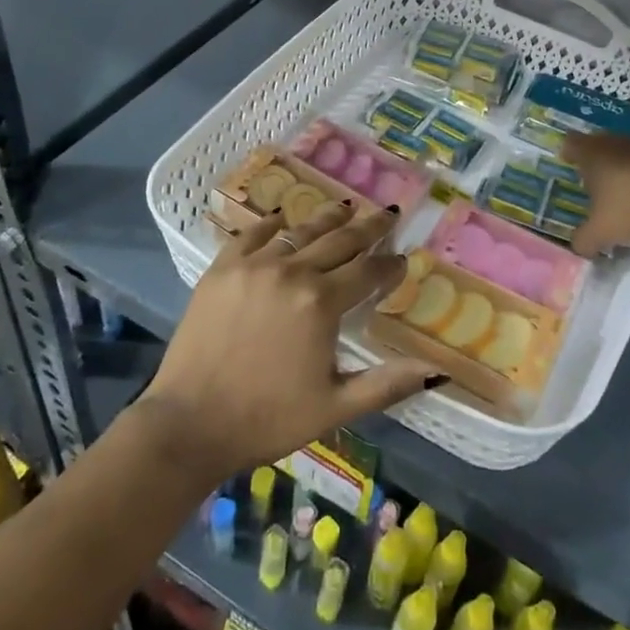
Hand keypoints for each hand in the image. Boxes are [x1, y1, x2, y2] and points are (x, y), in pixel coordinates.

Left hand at [138, 203, 442, 479]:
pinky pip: (251, 235)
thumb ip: (388, 383)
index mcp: (322, 303)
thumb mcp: (336, 407)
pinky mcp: (222, 269)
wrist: (190, 422)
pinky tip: (282, 216)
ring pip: (299, 233)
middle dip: (368, 227)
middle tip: (388, 212)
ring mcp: (253, 266)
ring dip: (326, 219)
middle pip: (339, 240)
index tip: (403, 258)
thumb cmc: (268, 419)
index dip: (389, 265)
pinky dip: (271, 224)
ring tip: (345, 207)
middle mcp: (291, 272)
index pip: (368, 272)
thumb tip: (440, 372)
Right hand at [561, 132, 629, 258]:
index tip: (567, 162)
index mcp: (595, 156)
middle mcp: (621, 145)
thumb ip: (584, 241)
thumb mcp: (601, 235)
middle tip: (594, 179)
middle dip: (596, 159)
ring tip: (628, 193)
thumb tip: (578, 247)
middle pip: (602, 143)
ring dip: (627, 168)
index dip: (568, 151)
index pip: (572, 143)